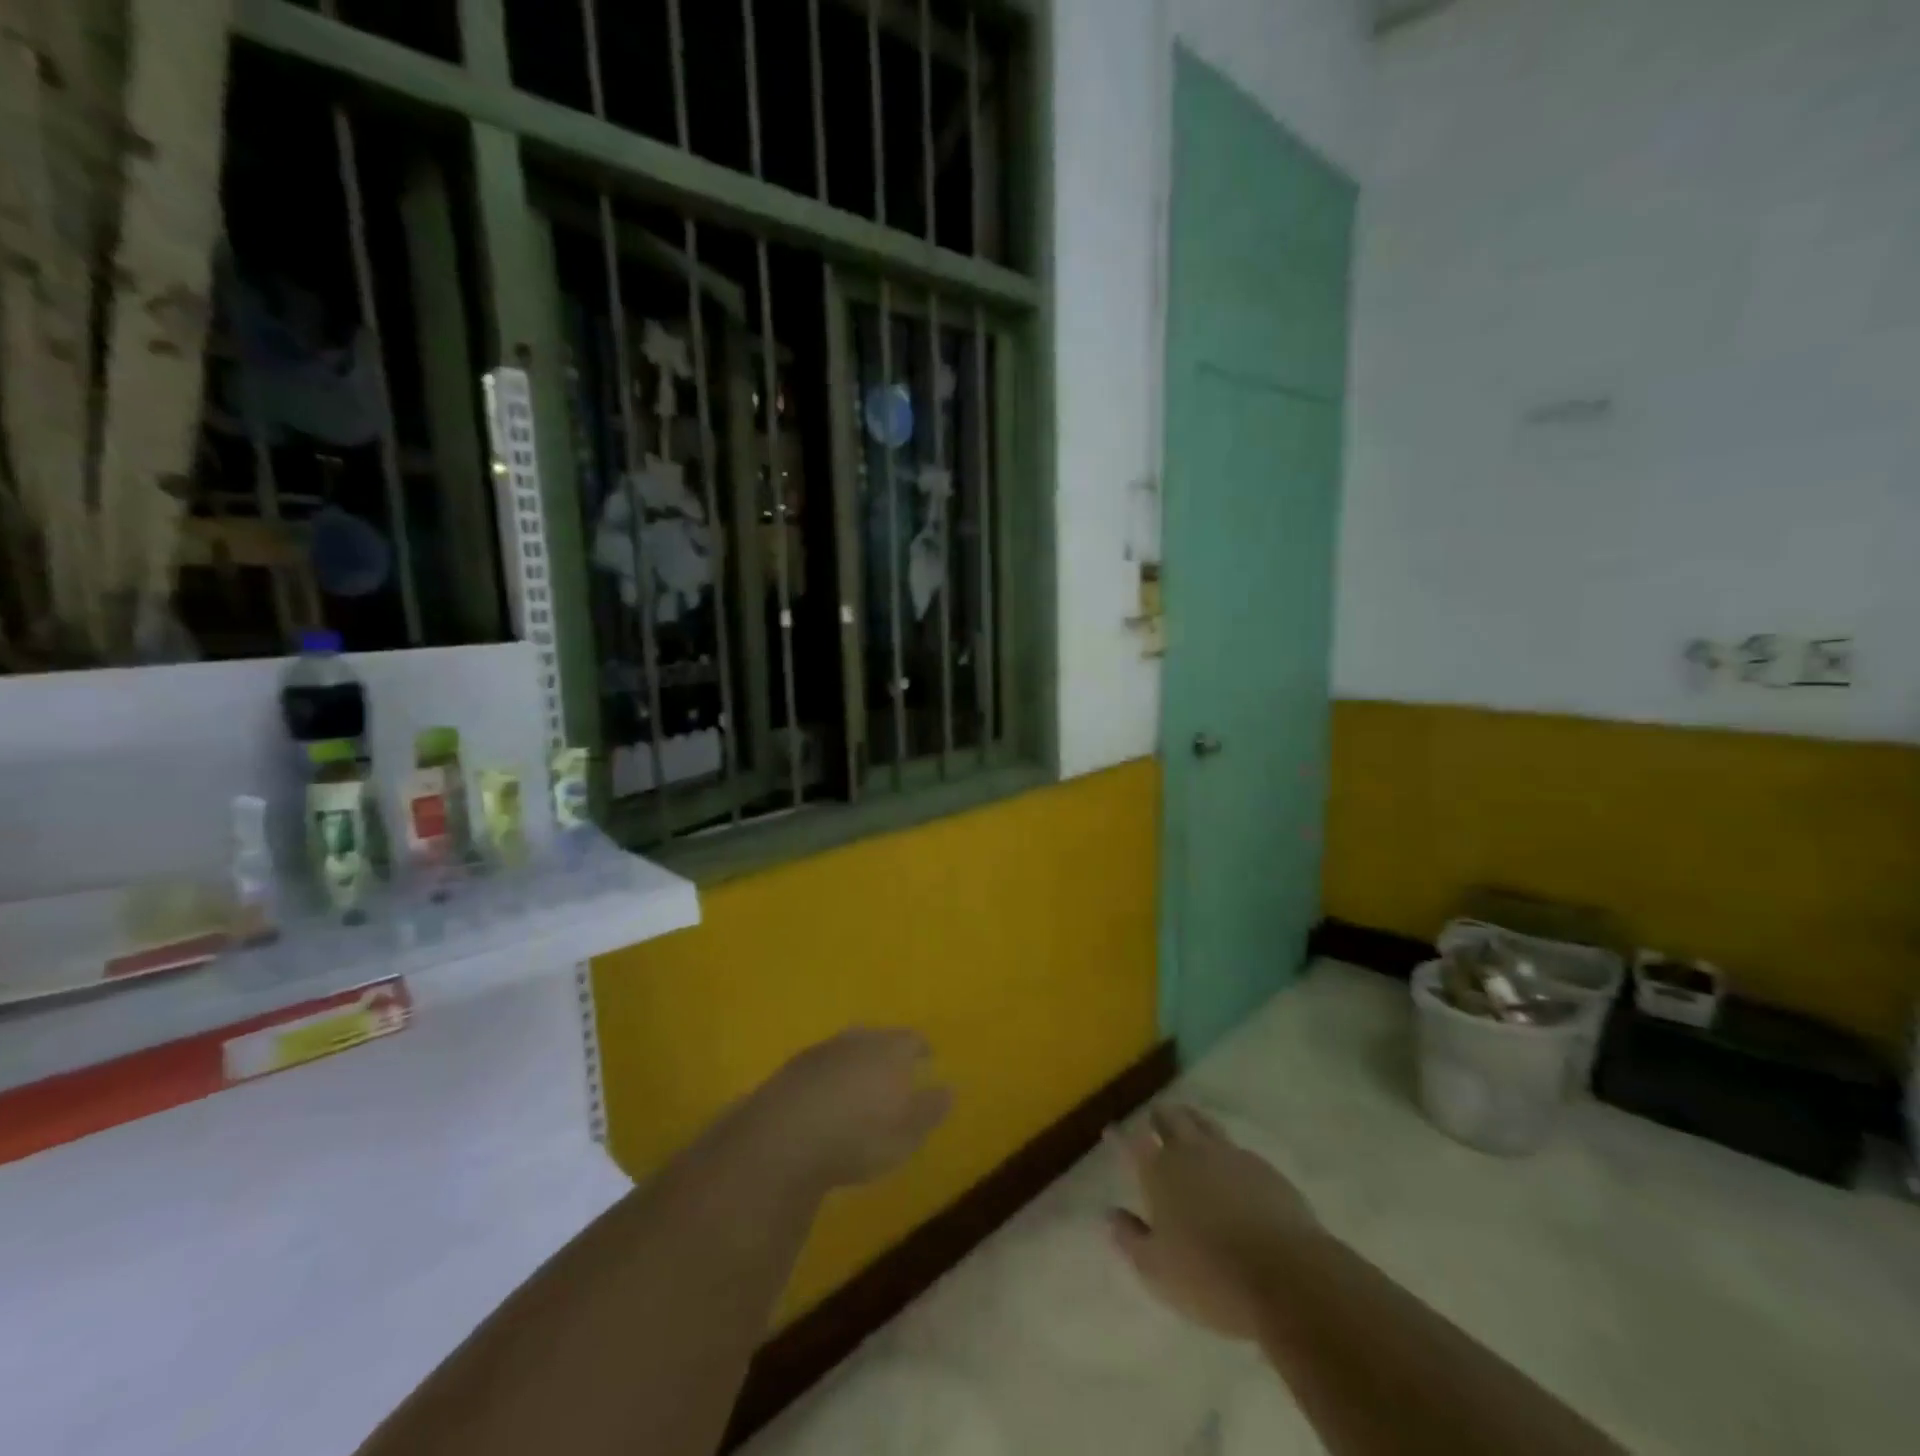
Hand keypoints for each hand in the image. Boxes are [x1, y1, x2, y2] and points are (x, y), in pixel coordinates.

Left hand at [749, 1028, 952, 1190]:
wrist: (785, 1137)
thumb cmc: (858, 1136)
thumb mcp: (906, 1134)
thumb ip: (929, 1110)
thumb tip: (949, 1089)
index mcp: (890, 1051)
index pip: (912, 1040)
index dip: (921, 1049)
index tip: (926, 1058)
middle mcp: (857, 1040)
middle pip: (877, 1037)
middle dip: (887, 1050)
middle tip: (893, 1069)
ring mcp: (822, 1051)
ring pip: (847, 1048)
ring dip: (855, 1061)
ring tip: (859, 1082)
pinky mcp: (792, 1068)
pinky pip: (820, 1065)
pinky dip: (828, 1075)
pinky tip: (825, 1096)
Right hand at [1108, 1105, 1318, 1339]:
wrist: (1287, 1275)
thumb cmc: (1210, 1276)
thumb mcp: (1157, 1269)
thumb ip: (1130, 1238)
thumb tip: (1110, 1214)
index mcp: (1159, 1172)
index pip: (1131, 1144)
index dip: (1119, 1136)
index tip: (1110, 1129)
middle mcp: (1191, 1152)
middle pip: (1170, 1119)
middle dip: (1159, 1116)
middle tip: (1154, 1116)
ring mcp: (1230, 1155)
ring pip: (1204, 1123)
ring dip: (1191, 1120)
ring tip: (1188, 1121)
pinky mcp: (1263, 1168)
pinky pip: (1236, 1148)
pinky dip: (1225, 1150)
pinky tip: (1230, 1164)